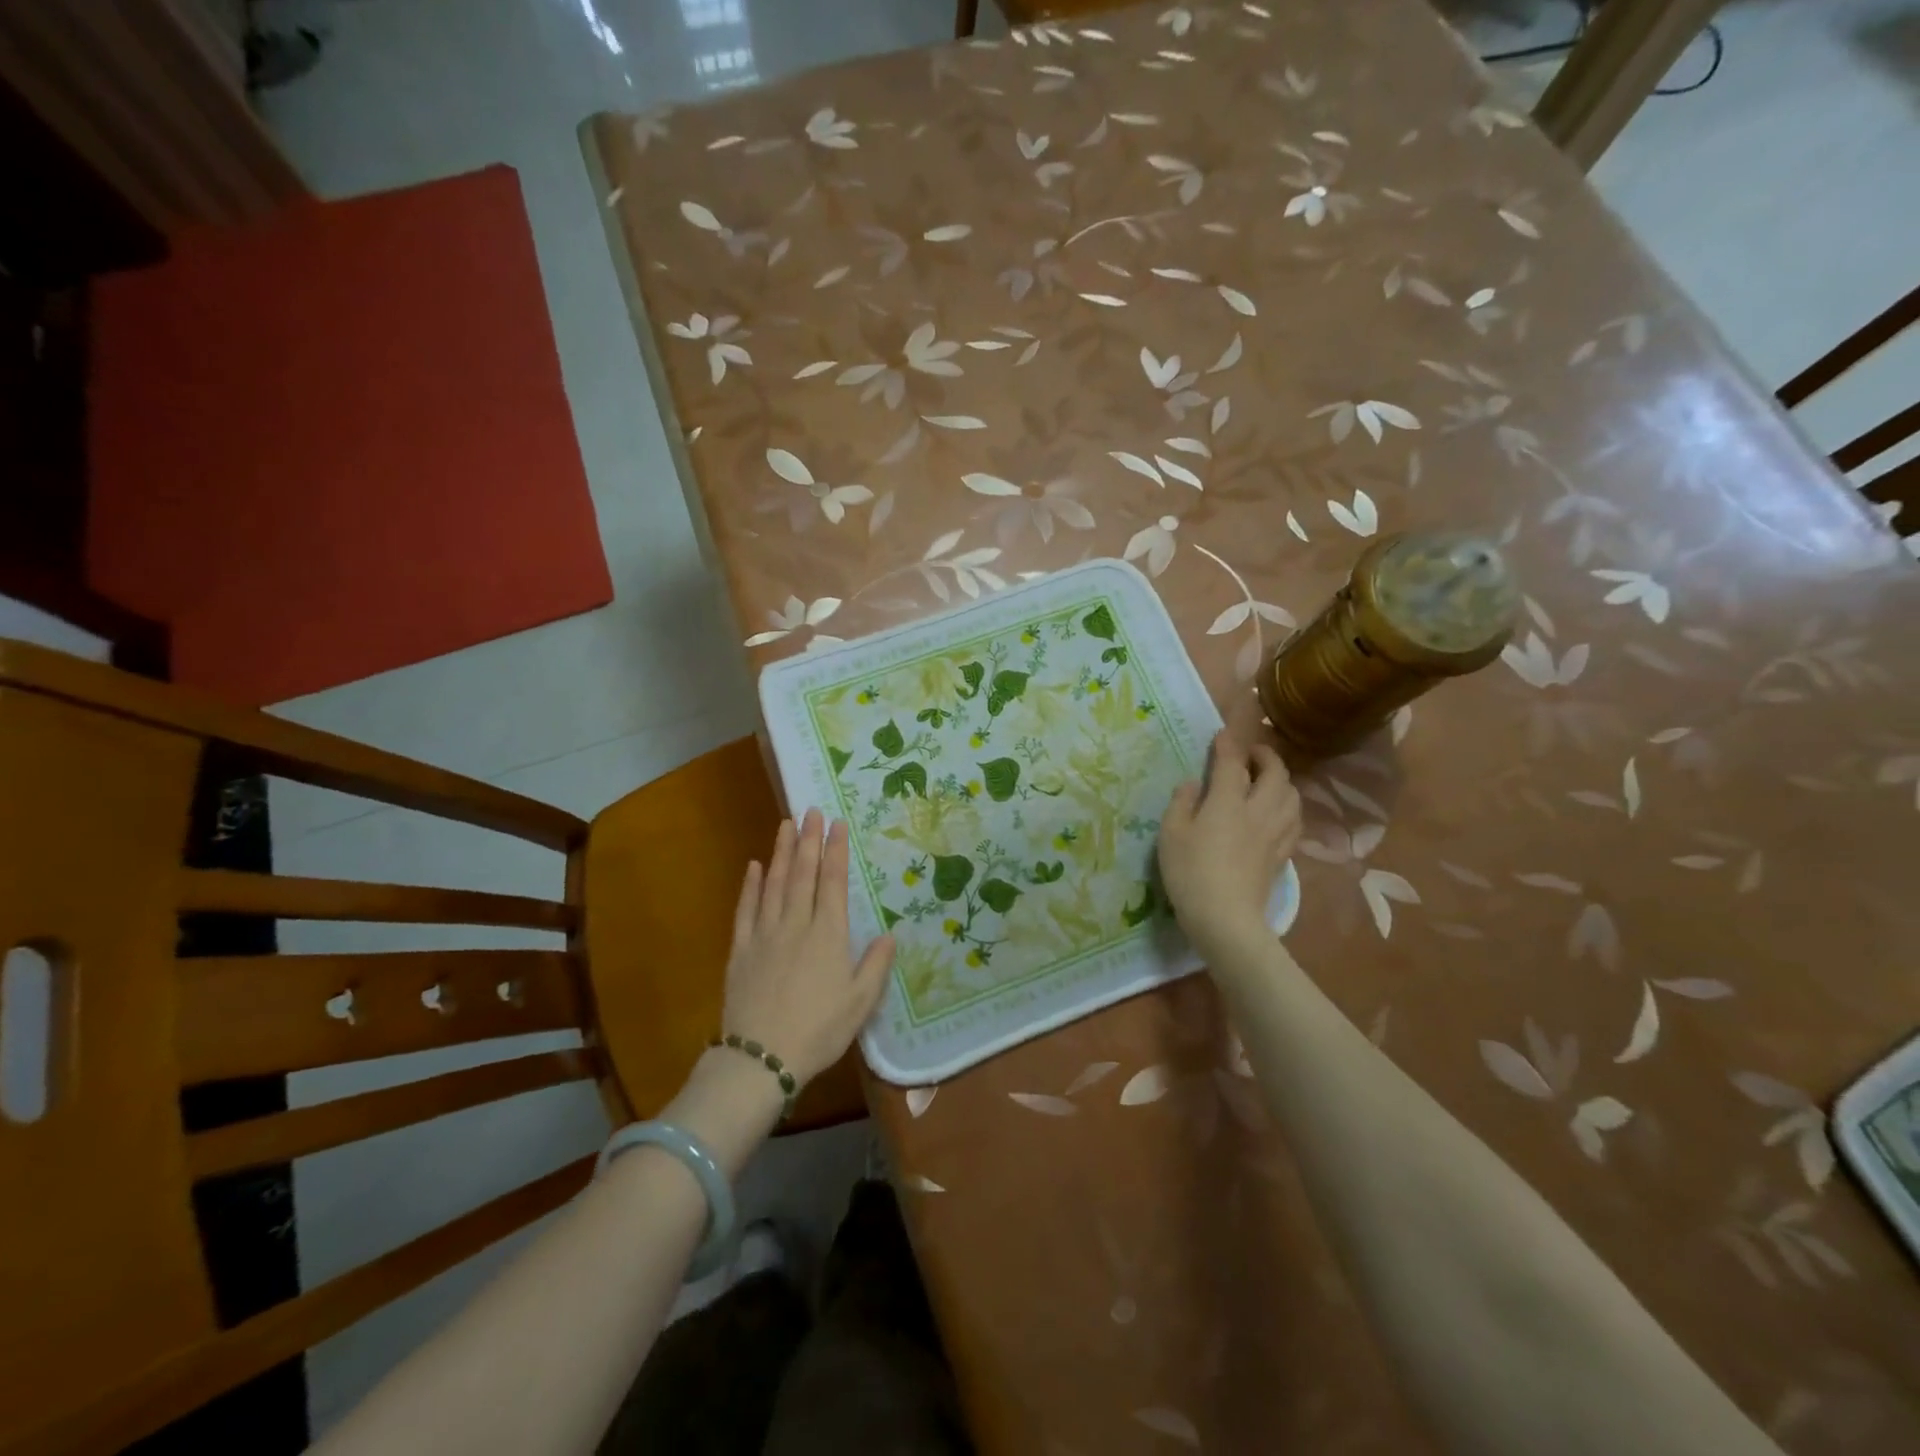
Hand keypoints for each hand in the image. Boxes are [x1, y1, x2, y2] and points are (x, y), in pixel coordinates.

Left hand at [722, 809, 894, 1086]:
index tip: (837, 824)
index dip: (835, 850)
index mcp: (828, 935)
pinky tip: (754, 866)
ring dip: (781, 852)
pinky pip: (746, 909)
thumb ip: (875, 964)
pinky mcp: (741, 949)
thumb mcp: (860, 1002)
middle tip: (810, 811)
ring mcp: (764, 934)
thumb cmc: (818, 1031)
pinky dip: (751, 885)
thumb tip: (890, 933)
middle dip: (808, 840)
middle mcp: (796, 924)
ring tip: (785, 825)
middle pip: (802, 874)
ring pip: (774, 883)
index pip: (832, 882)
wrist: (761, 1059)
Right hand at [1159, 697, 1300, 958]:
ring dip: (1282, 780)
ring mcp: (1275, 833)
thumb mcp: (1171, 834)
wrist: (1225, 918)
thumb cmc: (1190, 872)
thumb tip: (1192, 784)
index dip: (1227, 745)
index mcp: (1228, 801)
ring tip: (1267, 781)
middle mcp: (1258, 810)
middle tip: (1251, 755)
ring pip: (1292, 795)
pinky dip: (1288, 807)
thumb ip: (1181, 803)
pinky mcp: (1283, 854)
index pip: (1232, 763)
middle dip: (1266, 757)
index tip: (1222, 735)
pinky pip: (1295, 820)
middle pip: (1275, 773)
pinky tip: (1277, 813)